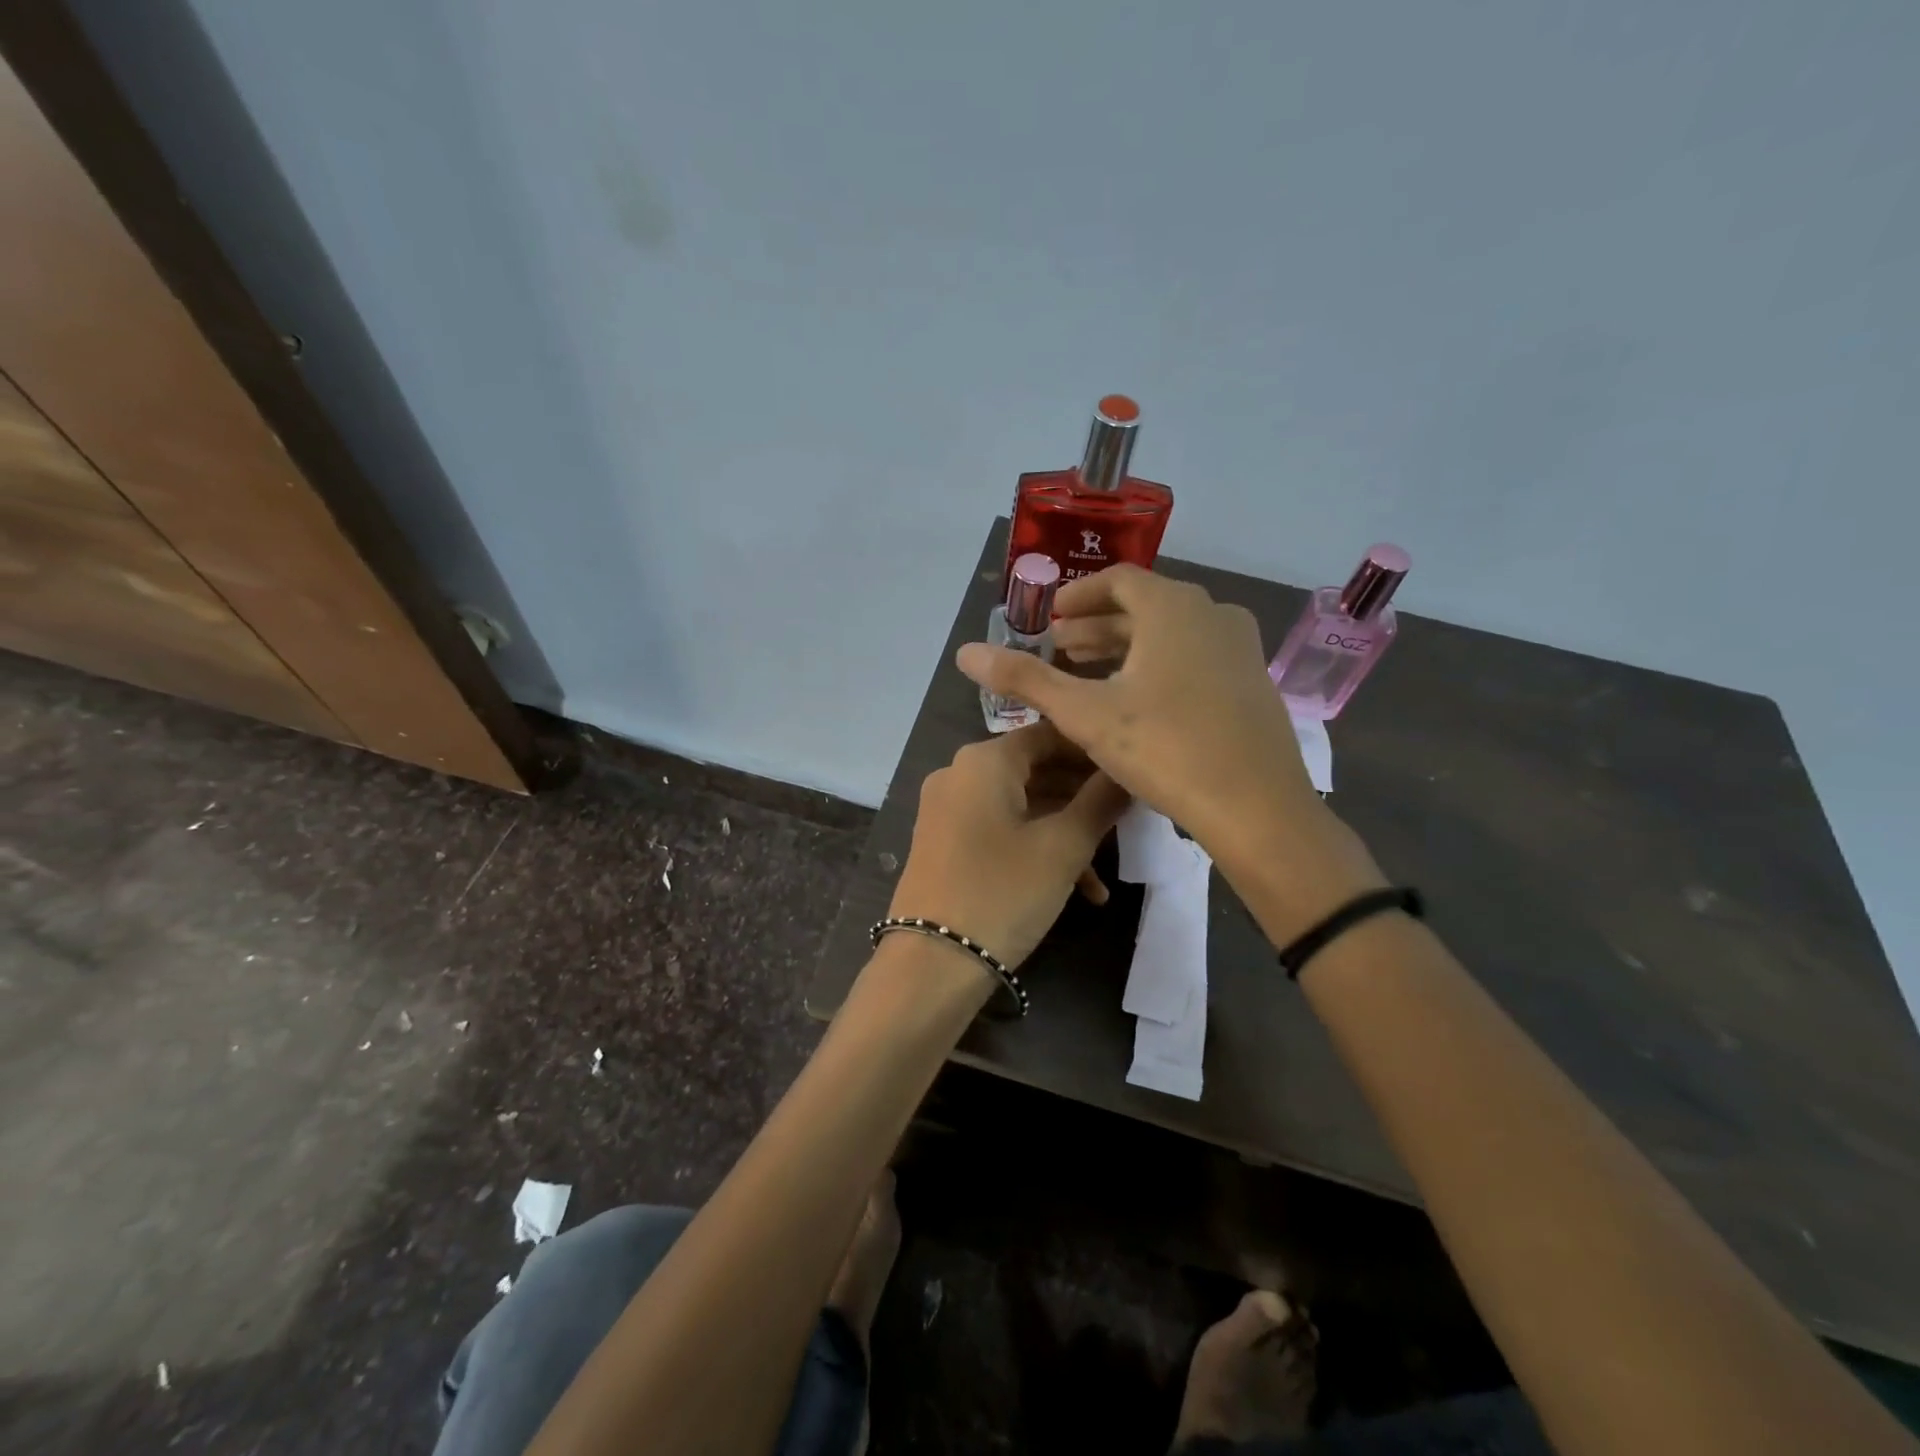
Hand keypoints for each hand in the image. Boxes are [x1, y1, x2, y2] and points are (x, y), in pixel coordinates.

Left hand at [888, 722, 1129, 968]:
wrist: (932, 964)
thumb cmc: (1003, 892)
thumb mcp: (1063, 847)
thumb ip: (1100, 801)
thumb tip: (1127, 772)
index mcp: (984, 760)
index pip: (1050, 733)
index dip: (1094, 750)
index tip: (1132, 769)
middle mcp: (959, 774)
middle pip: (1036, 769)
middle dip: (1084, 795)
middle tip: (1129, 818)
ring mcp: (948, 809)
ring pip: (1022, 804)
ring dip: (1066, 831)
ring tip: (1109, 870)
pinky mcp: (945, 843)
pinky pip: (1000, 829)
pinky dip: (1036, 848)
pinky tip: (1079, 890)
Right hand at [955, 566, 1384, 930]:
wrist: (1257, 807)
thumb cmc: (1165, 747)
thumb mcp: (1085, 714)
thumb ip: (1026, 680)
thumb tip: (965, 653)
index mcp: (1173, 607)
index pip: (1118, 580)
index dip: (1078, 596)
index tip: (1050, 618)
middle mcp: (1212, 614)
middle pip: (1144, 608)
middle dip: (1097, 628)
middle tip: (1060, 651)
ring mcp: (1240, 648)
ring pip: (1171, 635)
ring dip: (1126, 649)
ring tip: (1090, 675)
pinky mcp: (1253, 683)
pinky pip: (1196, 658)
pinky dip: (1159, 666)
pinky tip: (1138, 703)